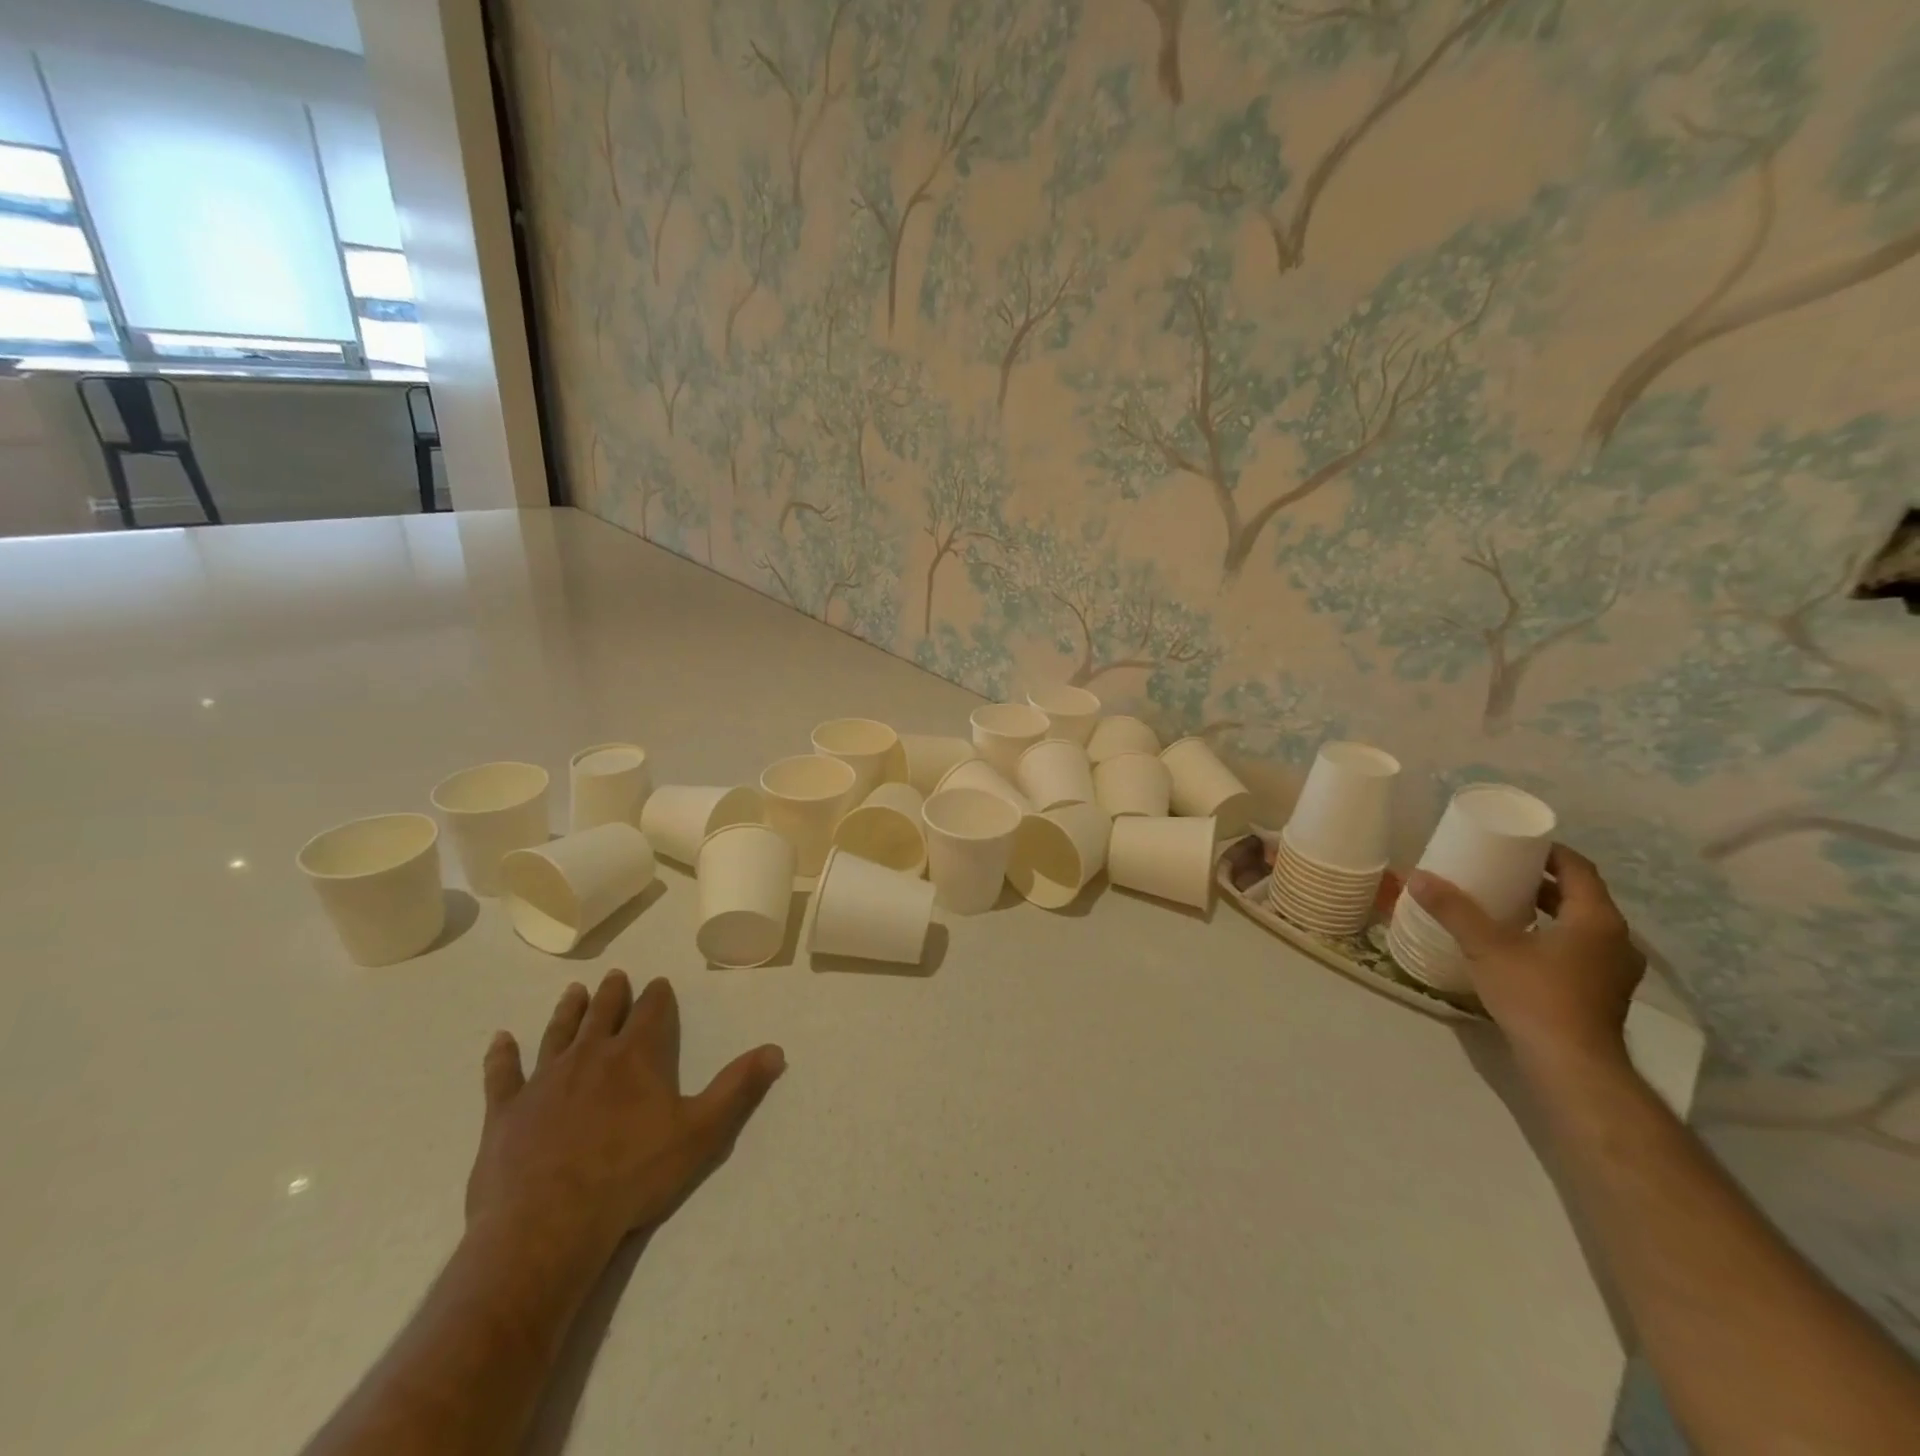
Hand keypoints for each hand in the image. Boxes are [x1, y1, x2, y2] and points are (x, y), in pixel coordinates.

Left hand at [465, 971, 785, 1280]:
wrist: (547, 1226)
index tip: (658, 982)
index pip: (652, 1012)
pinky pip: (502, 1075)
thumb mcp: (701, 1132)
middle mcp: (590, 1056)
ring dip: (567, 1011)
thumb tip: (777, 1050)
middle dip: (613, 993)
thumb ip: (738, 1087)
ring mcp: (544, 1081)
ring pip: (558, 1033)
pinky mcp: (506, 1112)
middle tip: (615, 976)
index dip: (657, 996)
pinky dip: (501, 1056)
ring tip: (573, 991)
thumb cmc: (631, 1176)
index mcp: (636, 1057)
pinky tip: (499, 1040)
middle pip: (604, 1014)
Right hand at [1407, 845, 1644, 1075]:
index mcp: (1596, 920)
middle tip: (1502, 871)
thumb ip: (1454, 910)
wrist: (1571, 1065)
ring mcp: (1614, 970)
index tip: (1517, 843)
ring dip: (1548, 910)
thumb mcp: (1486, 947)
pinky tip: (1520, 945)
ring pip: (1581, 925)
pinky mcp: (1603, 993)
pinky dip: (1553, 936)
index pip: (1579, 869)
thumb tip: (1417, 876)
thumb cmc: (1535, 996)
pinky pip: (1580, 949)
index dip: (1549, 852)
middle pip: (1581, 896)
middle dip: (1542, 881)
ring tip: (1506, 905)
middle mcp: (1615, 940)